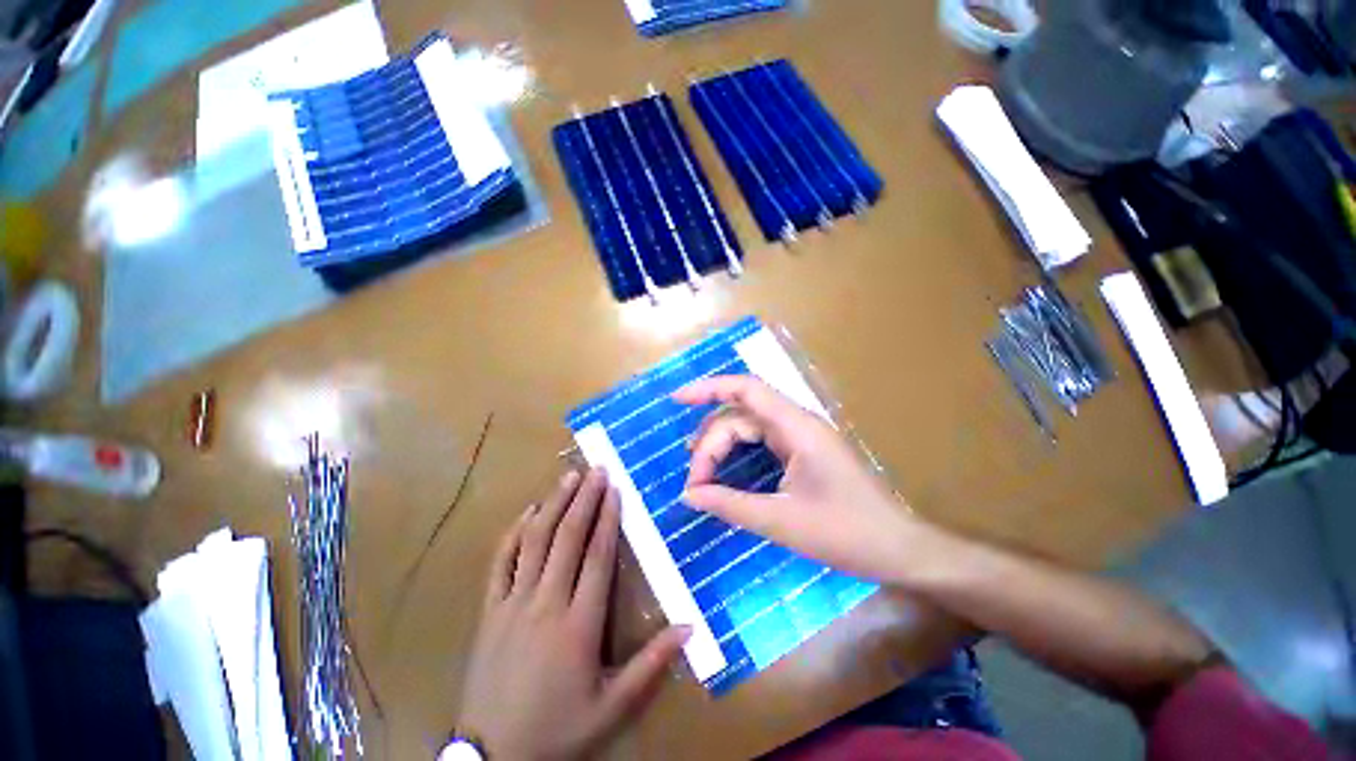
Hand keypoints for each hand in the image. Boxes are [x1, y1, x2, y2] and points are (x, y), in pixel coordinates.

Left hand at [456, 468, 688, 760]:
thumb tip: (690, 626)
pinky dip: (514, 532)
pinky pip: (501, 562)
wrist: (492, 757)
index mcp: (578, 624)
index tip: (615, 489)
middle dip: (584, 499)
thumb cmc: (558, 729)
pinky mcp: (490, 610)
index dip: (607, 519)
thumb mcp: (612, 707)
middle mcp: (546, 603)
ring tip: (568, 476)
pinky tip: (528, 511)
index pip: (597, 557)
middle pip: (567, 538)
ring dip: (554, 505)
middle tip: (596, 469)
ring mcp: (512, 603)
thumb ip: (652, 664)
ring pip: (535, 541)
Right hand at [674, 376, 927, 583]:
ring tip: (701, 475)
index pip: (745, 389)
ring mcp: (801, 437)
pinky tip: (724, 470)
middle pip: (741, 415)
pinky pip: (761, 441)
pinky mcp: (803, 452)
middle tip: (694, 482)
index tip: (676, 399)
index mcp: (796, 427)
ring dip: (722, 446)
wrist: (900, 550)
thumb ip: (730, 504)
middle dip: (711, 442)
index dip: (708, 388)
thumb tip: (689, 496)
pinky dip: (738, 452)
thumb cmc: (846, 534)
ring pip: (749, 428)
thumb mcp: (781, 521)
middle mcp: (797, 423)